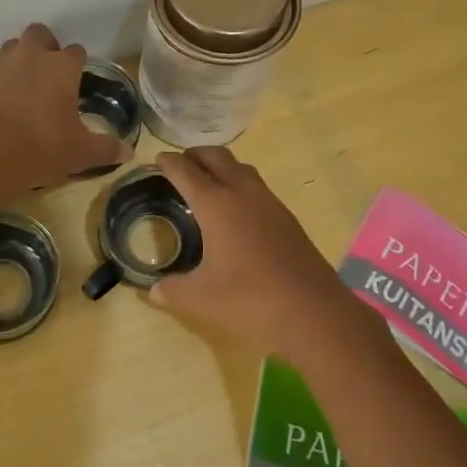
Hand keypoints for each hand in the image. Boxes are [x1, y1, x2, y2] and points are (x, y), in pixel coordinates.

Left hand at [0, 23, 122, 195]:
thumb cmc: (42, 147)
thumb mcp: (80, 153)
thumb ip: (106, 149)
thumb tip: (128, 152)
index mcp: (62, 67)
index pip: (76, 52)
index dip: (78, 64)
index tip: (78, 81)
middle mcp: (31, 56)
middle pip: (40, 34)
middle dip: (46, 47)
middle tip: (50, 75)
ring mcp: (0, 65)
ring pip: (13, 48)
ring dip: (21, 59)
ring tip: (26, 87)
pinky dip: (0, 81)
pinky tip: (3, 104)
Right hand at [149, 147, 365, 353]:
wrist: (314, 312)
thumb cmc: (250, 300)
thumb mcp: (201, 299)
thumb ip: (172, 291)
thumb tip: (152, 290)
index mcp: (217, 205)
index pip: (187, 172)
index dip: (169, 163)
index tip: (157, 159)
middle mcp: (244, 194)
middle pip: (217, 158)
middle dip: (196, 155)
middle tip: (180, 164)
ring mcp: (270, 203)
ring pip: (242, 169)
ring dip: (221, 166)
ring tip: (207, 181)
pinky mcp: (287, 218)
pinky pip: (257, 187)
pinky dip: (240, 185)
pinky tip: (236, 210)